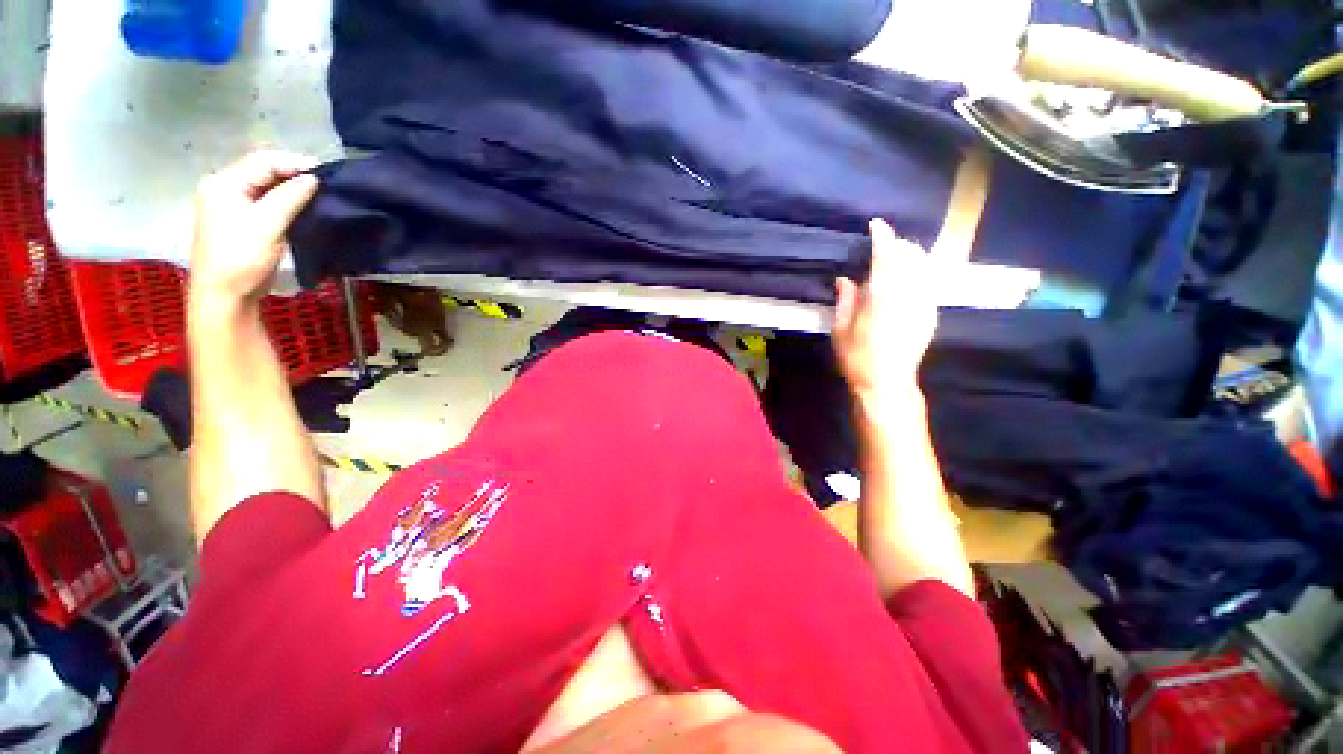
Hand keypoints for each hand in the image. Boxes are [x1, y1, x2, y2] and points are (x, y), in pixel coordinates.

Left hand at [190, 151, 319, 307]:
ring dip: (290, 187)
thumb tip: (314, 178)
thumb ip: (289, 197)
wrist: (225, 294)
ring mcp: (229, 204)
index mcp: (224, 183)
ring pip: (264, 185)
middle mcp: (223, 187)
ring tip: (318, 192)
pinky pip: (264, 200)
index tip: (326, 172)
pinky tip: (301, 205)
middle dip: (293, 173)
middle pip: (262, 170)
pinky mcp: (239, 219)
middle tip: (325, 182)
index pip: (263, 161)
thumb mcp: (267, 225)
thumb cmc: (242, 257)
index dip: (294, 163)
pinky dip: (284, 199)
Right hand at [831, 218, 937, 399]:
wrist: (888, 383)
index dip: (882, 235)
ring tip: (895, 258)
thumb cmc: (857, 358)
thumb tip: (845, 279)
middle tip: (882, 244)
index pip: (886, 253)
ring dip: (909, 256)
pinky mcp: (931, 313)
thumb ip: (845, 300)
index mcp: (882, 294)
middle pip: (909, 254)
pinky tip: (906, 279)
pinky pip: (927, 281)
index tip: (875, 224)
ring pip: (922, 265)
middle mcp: (908, 292)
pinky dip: (917, 272)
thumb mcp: (841, 329)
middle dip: (897, 244)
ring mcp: (924, 302)